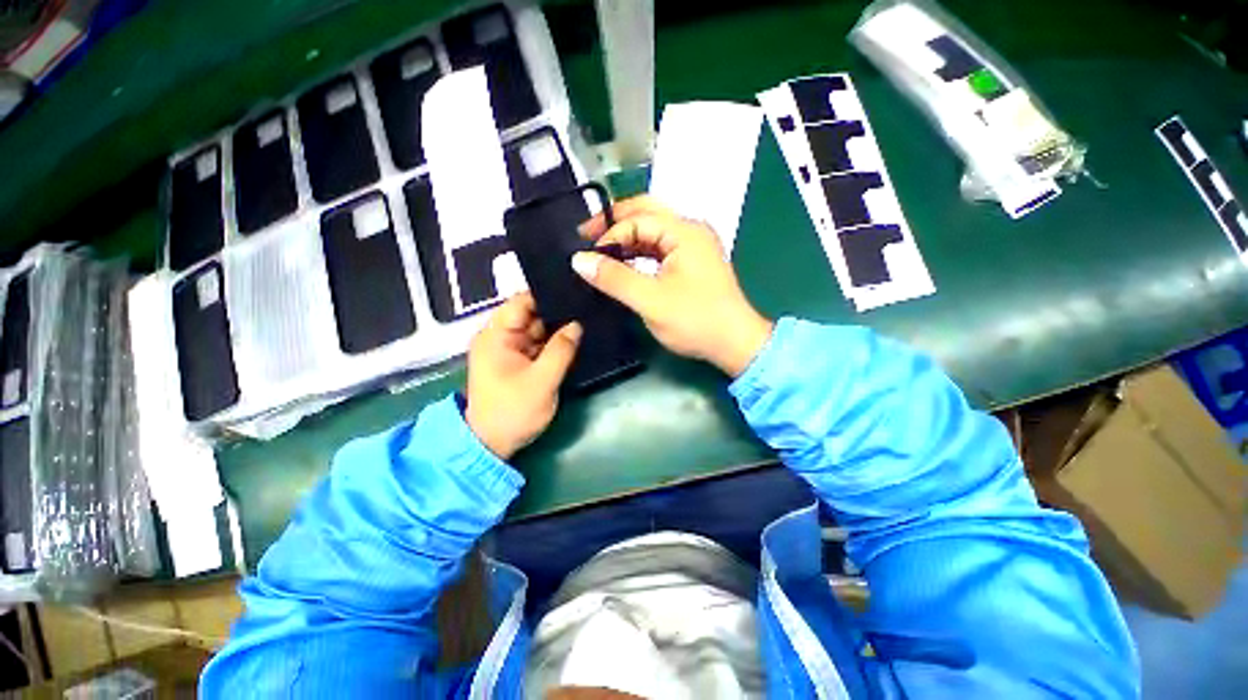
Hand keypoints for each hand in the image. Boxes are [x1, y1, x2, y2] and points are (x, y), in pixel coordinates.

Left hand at [465, 293, 581, 459]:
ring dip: (555, 330)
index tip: (577, 292)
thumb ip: (561, 350)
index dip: (548, 295)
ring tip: (586, 321)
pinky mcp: (512, 364)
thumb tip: (577, 324)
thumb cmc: (512, 412)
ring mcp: (504, 350)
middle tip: (588, 307)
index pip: (522, 301)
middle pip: (530, 314)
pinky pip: (533, 345)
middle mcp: (497, 337)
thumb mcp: (542, 382)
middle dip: (556, 312)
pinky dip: (549, 344)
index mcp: (495, 335)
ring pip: (534, 330)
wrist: (490, 445)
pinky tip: (572, 341)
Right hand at [573, 196, 772, 376]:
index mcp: (684, 231)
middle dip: (614, 221)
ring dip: (627, 236)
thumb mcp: (650, 300)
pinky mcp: (694, 259)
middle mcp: (691, 229)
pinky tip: (623, 262)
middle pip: (646, 211)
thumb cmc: (696, 320)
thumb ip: (613, 277)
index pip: (636, 220)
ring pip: (653, 227)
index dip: (609, 236)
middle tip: (585, 234)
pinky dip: (640, 249)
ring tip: (600, 251)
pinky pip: (661, 243)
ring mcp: (695, 243)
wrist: (736, 344)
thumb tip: (579, 260)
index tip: (588, 258)